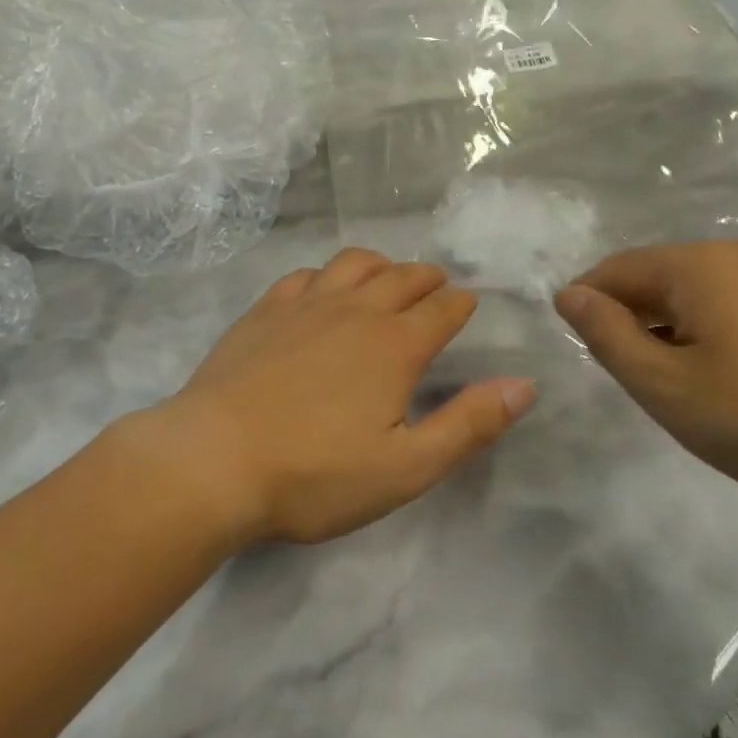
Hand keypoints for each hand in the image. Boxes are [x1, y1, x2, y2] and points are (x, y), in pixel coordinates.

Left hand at [132, 249, 536, 546]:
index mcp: (394, 345)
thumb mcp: (405, 467)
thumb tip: (524, 385)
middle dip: (427, 279)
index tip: (468, 305)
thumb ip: (468, 424)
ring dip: (380, 265)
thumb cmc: (315, 474)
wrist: (213, 460)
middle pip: (402, 276)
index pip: (442, 309)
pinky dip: (327, 275)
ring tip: (386, 279)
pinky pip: (305, 275)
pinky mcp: (264, 310)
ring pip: (354, 263)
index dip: (461, 304)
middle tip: (436, 288)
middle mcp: (355, 310)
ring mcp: (305, 304)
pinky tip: (321, 291)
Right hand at [554, 240, 737, 513]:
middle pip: (658, 278)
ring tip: (687, 388)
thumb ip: (609, 337)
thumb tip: (569, 295)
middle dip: (634, 321)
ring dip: (675, 330)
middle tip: (638, 382)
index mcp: (697, 265)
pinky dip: (717, 334)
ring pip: (700, 293)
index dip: (586, 306)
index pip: (615, 270)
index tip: (586, 354)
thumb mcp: (669, 388)